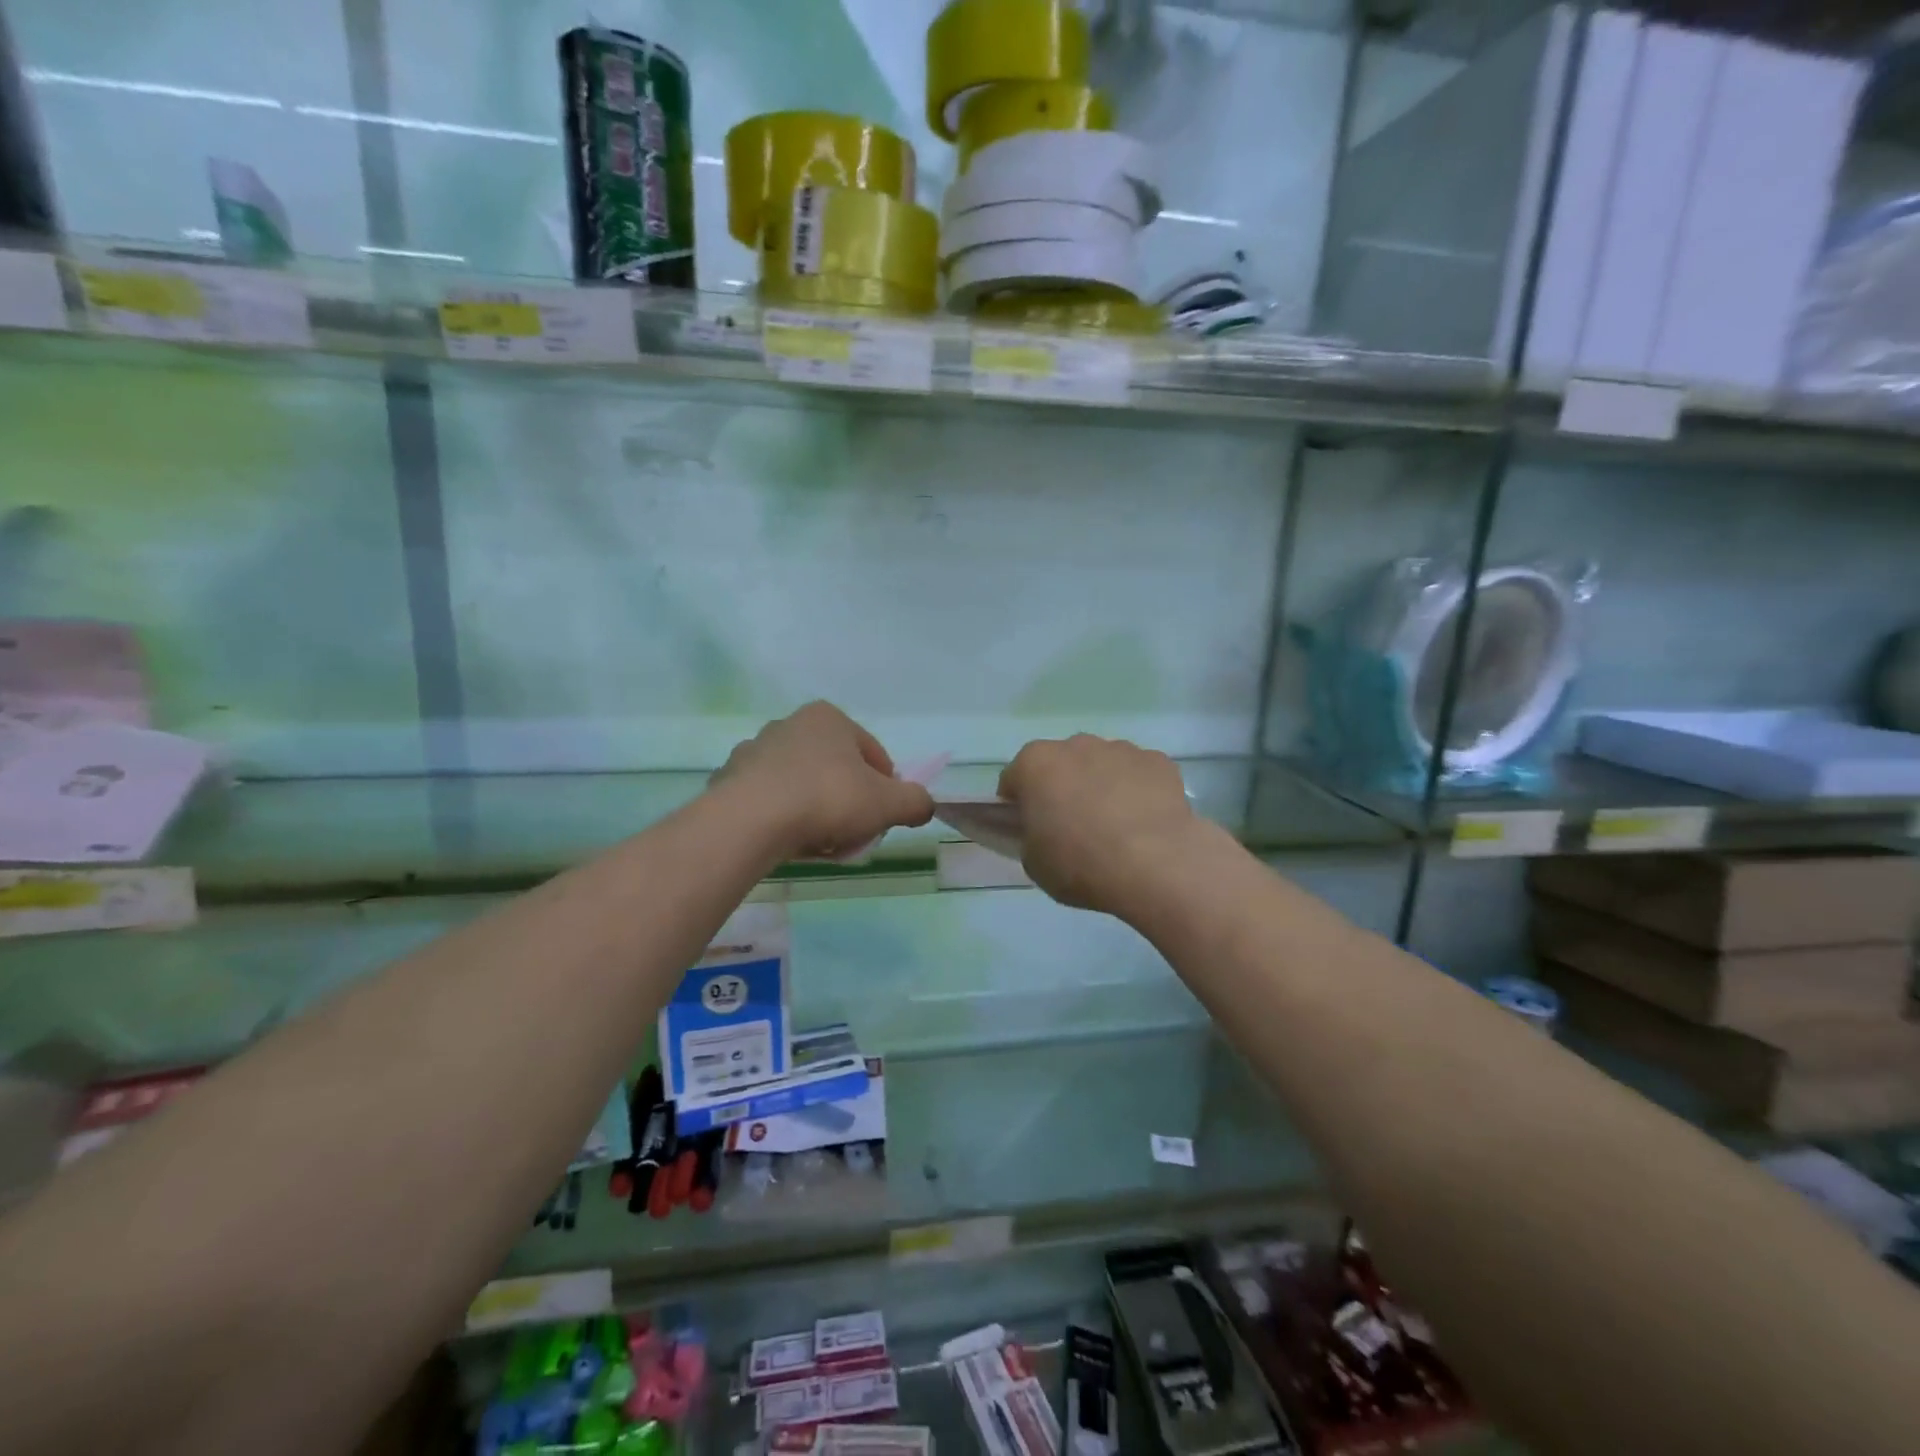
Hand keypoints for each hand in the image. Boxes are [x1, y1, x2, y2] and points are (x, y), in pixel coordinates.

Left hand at [712, 702, 933, 860]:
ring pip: (801, 786)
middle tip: (852, 834)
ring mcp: (754, 751)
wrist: (751, 821)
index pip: (872, 754)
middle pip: (835, 770)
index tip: (881, 818)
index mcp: (828, 718)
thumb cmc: (828, 799)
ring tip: (819, 843)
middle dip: (848, 802)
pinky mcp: (729, 780)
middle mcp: (789, 724)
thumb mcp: (889, 803)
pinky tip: (787, 842)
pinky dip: (781, 819)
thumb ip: (915, 802)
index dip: (885, 789)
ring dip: (815, 812)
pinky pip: (768, 802)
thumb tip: (923, 805)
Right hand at [998, 734, 1201, 917]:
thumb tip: (1043, 829)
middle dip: (1062, 788)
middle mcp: (1076, 745)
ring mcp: (1120, 749)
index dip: (1017, 806)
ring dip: (1100, 786)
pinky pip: (1138, 774)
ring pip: (1102, 765)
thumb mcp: (1034, 862)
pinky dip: (1137, 791)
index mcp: (1035, 763)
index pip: (1014, 780)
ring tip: (1114, 828)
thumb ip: (1030, 836)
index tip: (1028, 830)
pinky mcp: (1158, 761)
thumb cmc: (1081, 863)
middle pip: (1060, 765)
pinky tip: (1144, 823)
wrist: (1155, 864)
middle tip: (1072, 828)